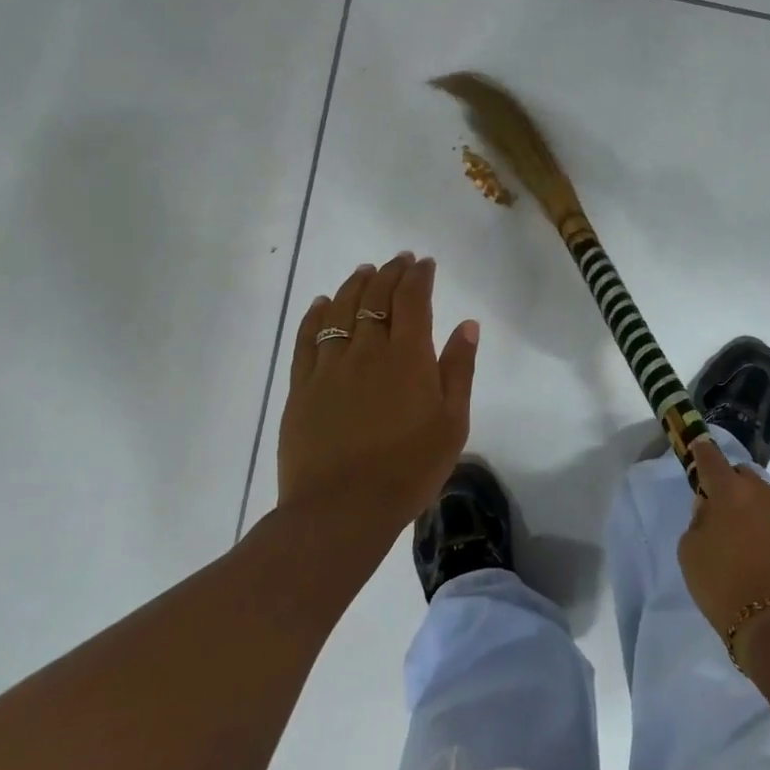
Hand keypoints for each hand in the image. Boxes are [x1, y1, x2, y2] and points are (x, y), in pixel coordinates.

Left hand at [276, 253, 479, 566]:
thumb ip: (459, 369)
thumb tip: (467, 325)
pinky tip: (322, 303)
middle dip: (389, 273)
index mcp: (408, 357)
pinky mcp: (302, 387)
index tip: (424, 263)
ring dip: (355, 285)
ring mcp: (329, 367)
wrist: (342, 510)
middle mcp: (367, 351)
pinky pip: (307, 339)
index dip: (418, 276)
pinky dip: (316, 315)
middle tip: (398, 260)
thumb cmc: (409, 468)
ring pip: (341, 310)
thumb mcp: (452, 422)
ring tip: (365, 271)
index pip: (412, 299)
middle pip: (376, 298)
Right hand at [678, 440, 769, 655]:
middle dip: (735, 492)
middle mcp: (769, 493)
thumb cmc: (725, 590)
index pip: (711, 458)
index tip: (699, 449)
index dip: (702, 453)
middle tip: (727, 521)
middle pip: (746, 479)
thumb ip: (699, 521)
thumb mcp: (691, 555)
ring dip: (763, 517)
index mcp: (733, 492)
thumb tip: (711, 508)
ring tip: (758, 552)